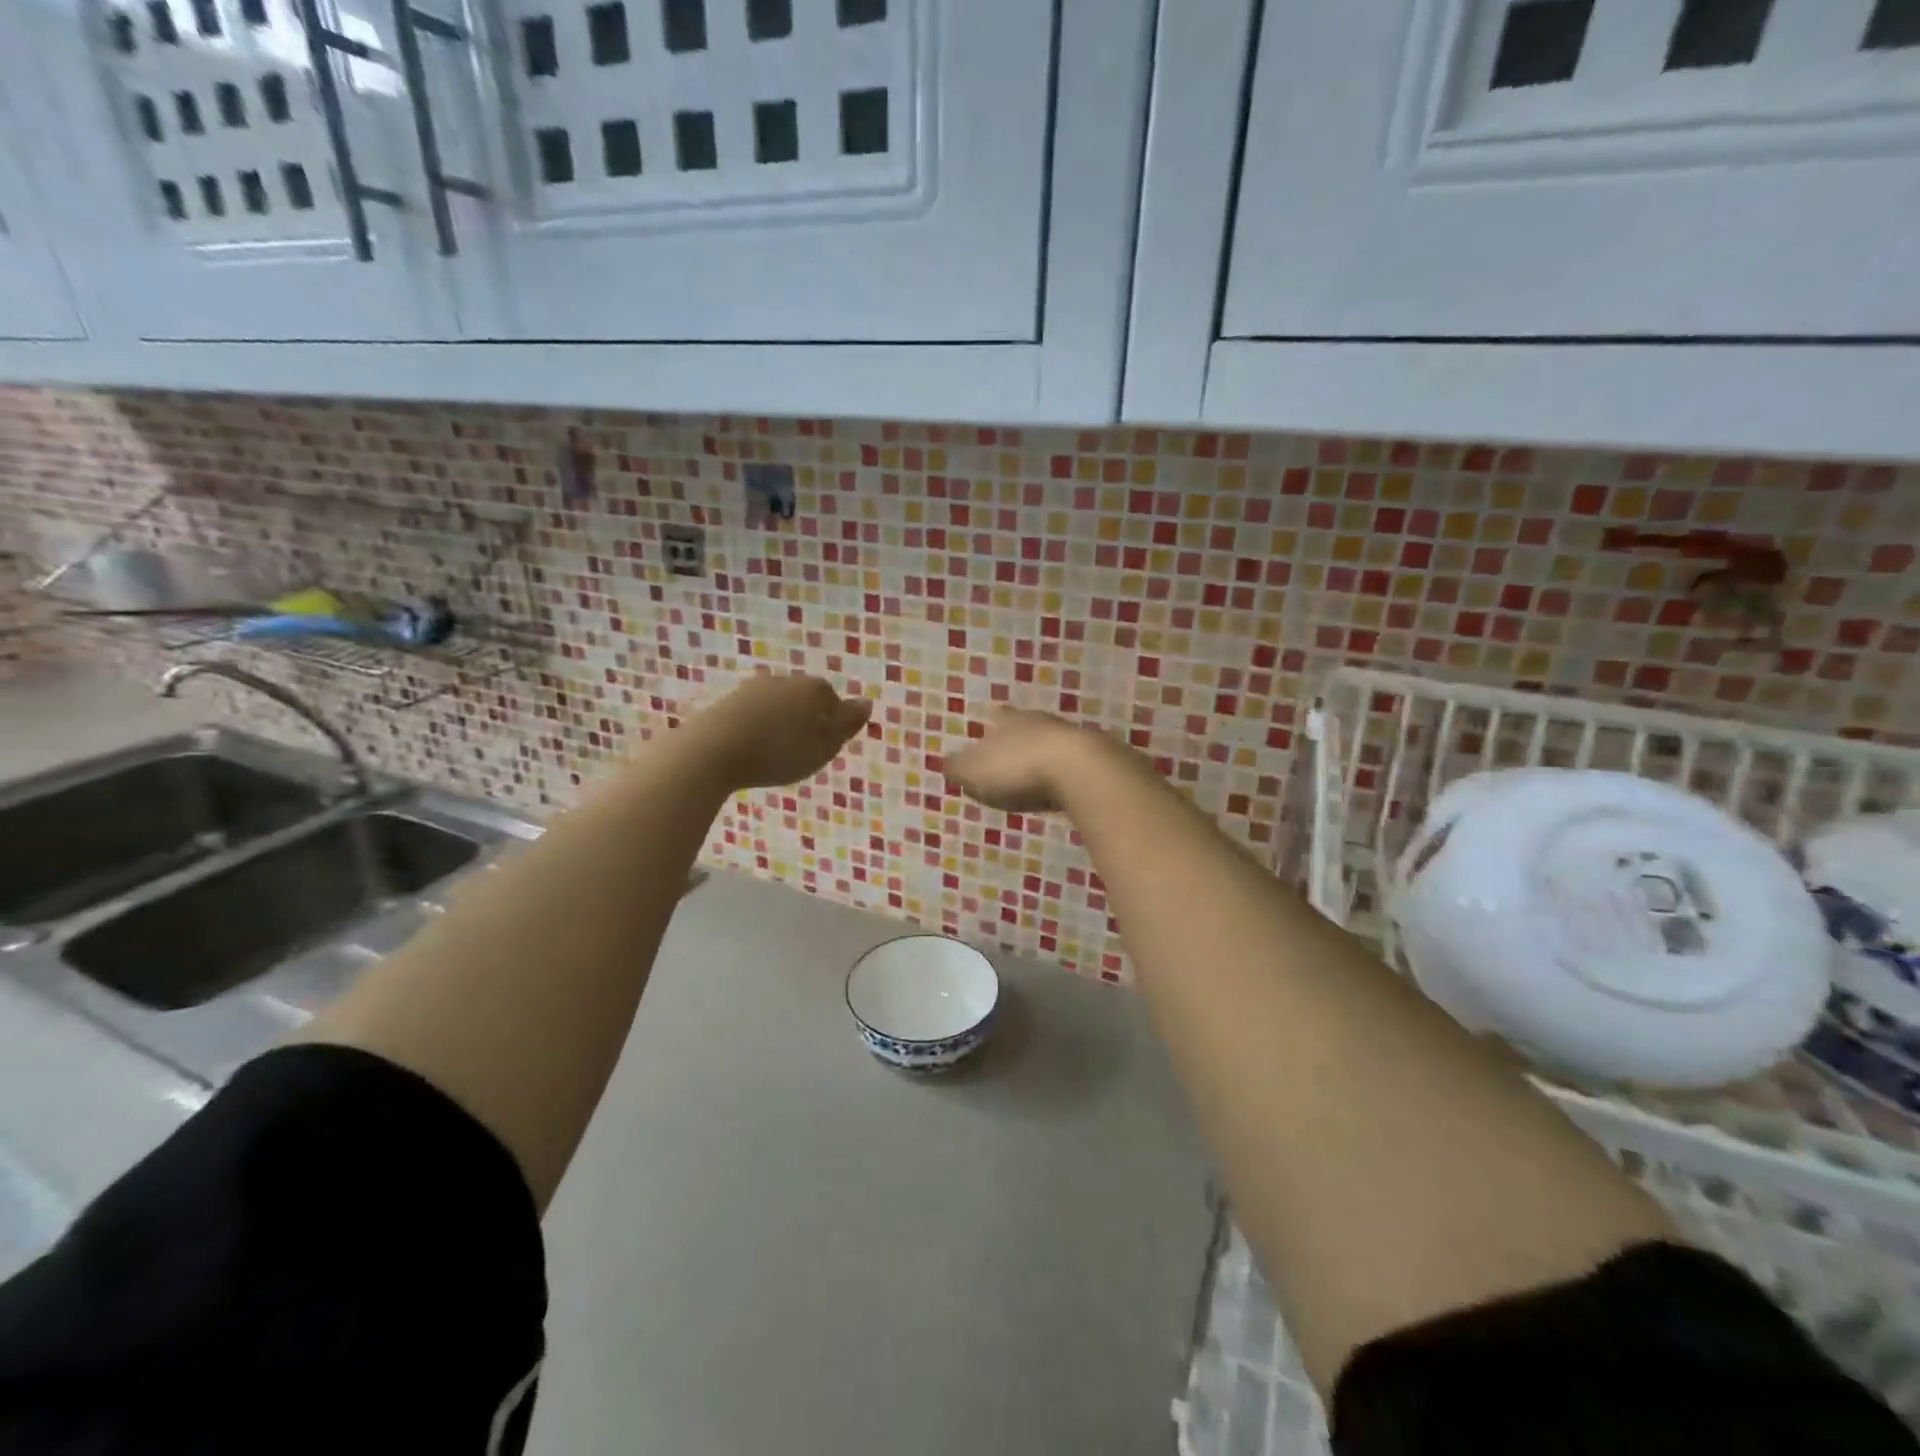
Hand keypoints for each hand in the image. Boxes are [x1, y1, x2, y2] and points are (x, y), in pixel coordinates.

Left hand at [687, 674, 872, 790]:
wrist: (714, 750)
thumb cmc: (779, 751)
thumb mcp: (824, 746)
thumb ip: (847, 724)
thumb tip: (867, 702)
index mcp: (813, 689)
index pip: (833, 700)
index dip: (833, 723)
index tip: (826, 746)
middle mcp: (785, 680)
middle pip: (804, 699)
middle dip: (806, 720)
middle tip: (802, 751)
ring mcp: (753, 688)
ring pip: (778, 705)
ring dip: (780, 723)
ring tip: (775, 752)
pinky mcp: (727, 702)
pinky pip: (753, 714)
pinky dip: (757, 728)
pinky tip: (752, 748)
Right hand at [945, 709, 1105, 813]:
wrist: (1082, 771)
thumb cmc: (1018, 769)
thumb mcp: (974, 772)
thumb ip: (958, 769)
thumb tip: (948, 765)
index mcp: (1010, 722)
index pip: (999, 718)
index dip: (994, 724)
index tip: (993, 725)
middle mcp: (1042, 723)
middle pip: (1030, 727)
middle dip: (1022, 738)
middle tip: (1015, 751)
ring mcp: (1073, 740)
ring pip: (1055, 744)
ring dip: (1047, 756)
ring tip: (1039, 771)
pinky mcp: (1098, 761)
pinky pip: (1076, 766)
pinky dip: (1068, 775)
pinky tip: (1065, 786)